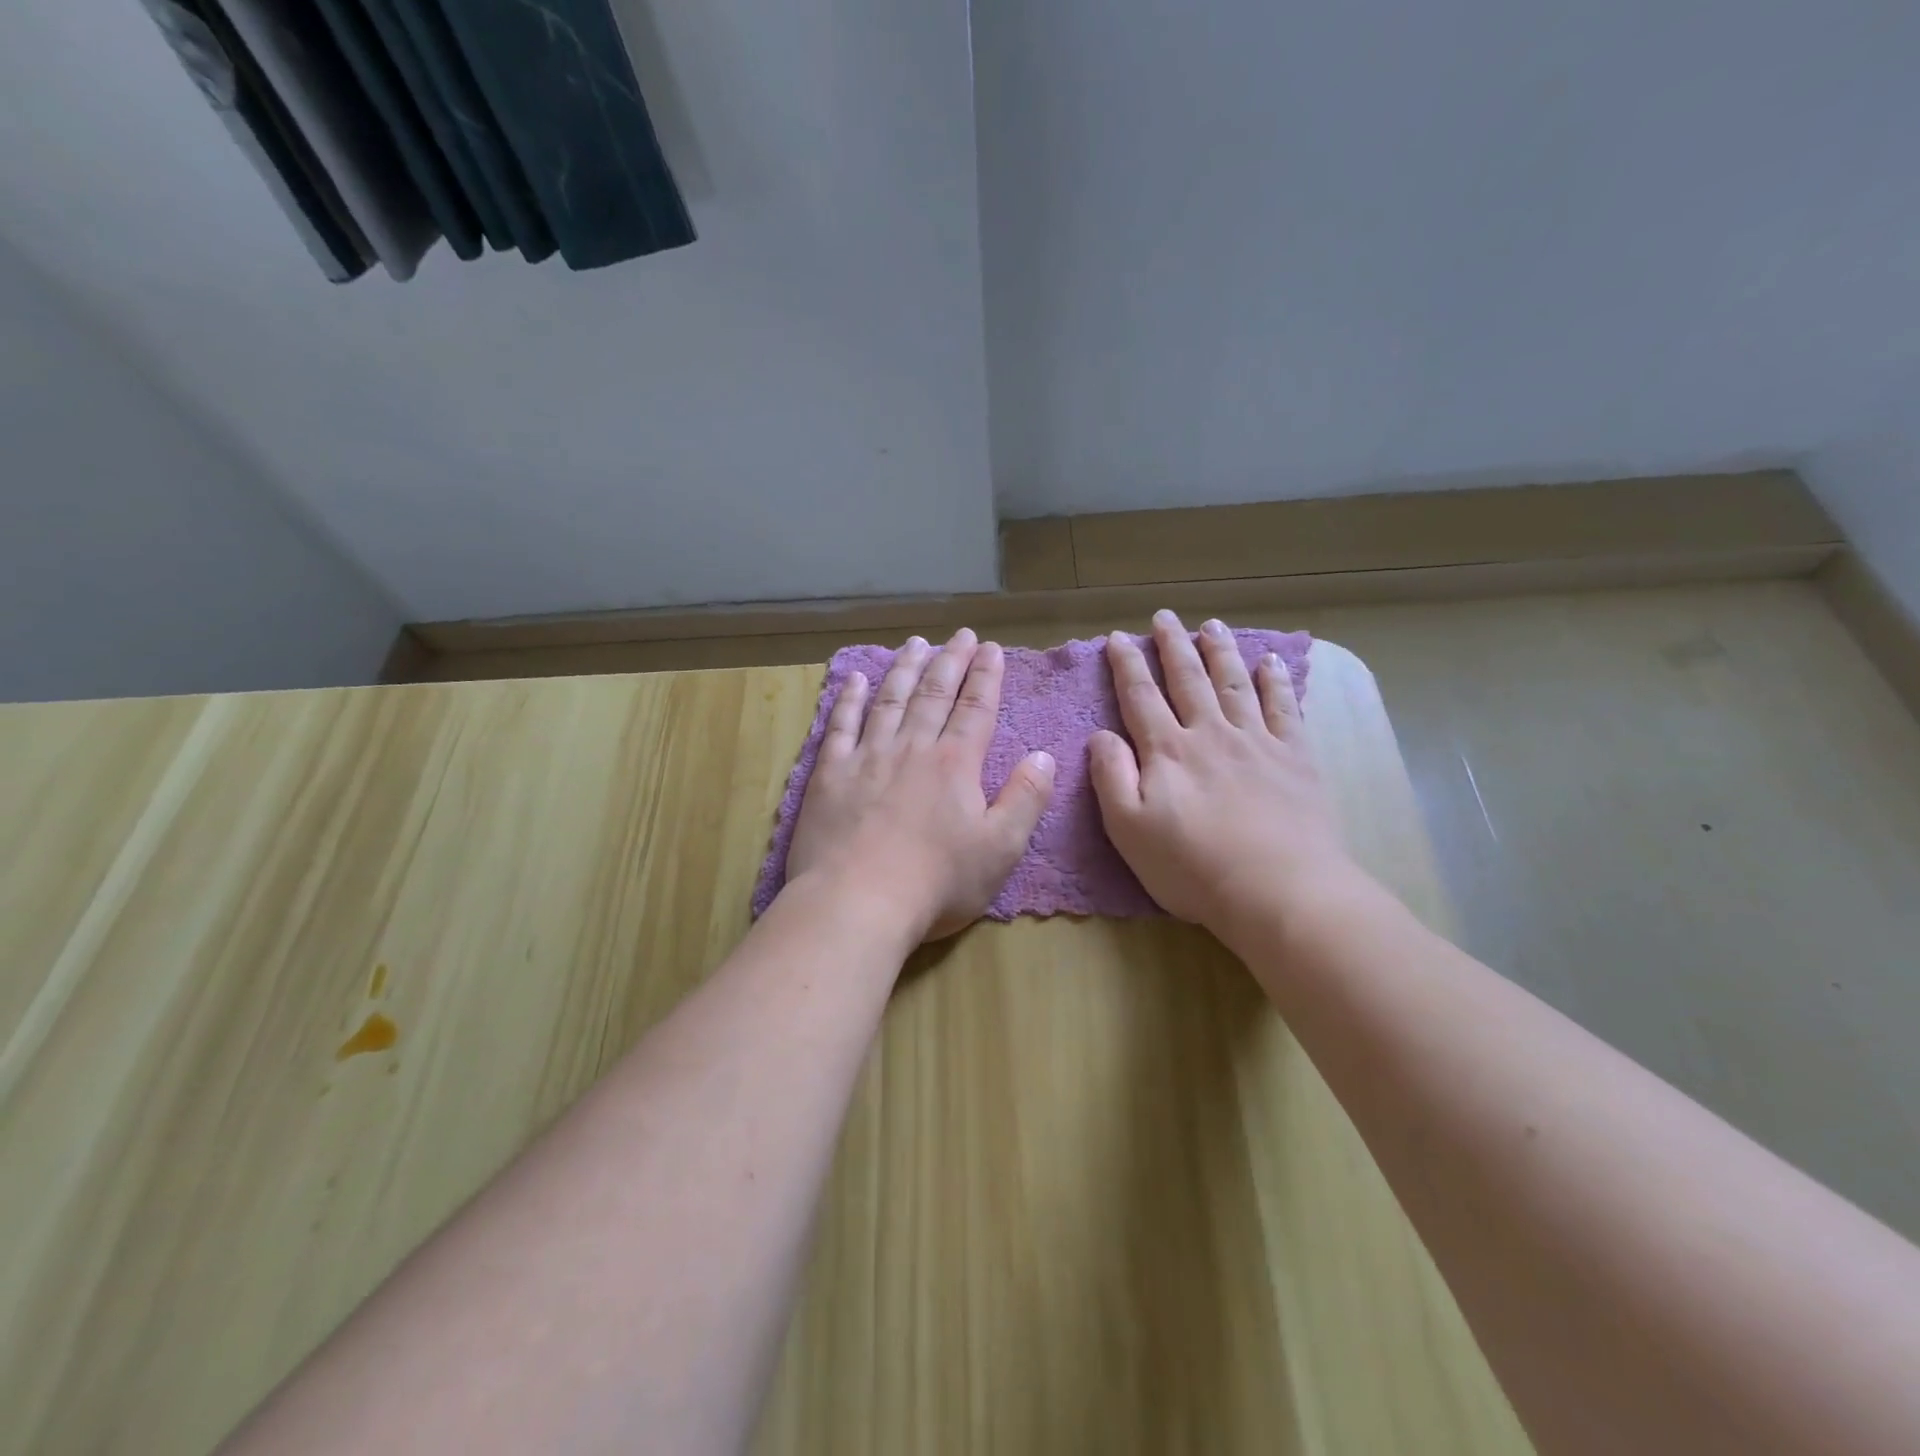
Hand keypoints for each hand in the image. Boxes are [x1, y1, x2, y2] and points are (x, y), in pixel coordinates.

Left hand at [787, 629, 1056, 941]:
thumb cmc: (937, 882)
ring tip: (915, 643)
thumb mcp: (1001, 848)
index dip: (987, 676)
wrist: (856, 902)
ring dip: (905, 669)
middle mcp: (912, 748)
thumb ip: (1026, 798)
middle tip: (960, 635)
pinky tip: (854, 679)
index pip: (977, 708)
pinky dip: (848, 699)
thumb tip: (1045, 756)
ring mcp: (867, 757)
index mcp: (955, 764)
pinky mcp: (830, 774)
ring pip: (890, 700)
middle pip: (934, 694)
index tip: (992, 648)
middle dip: (951, 661)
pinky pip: (840, 725)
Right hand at [1088, 610, 1360, 937]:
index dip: (1127, 665)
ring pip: (1234, 683)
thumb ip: (1111, 776)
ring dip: (1220, 651)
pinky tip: (1270, 662)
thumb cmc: (1193, 867)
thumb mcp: (1129, 830)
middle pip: (1188, 679)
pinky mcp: (1295, 757)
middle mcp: (1210, 734)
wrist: (1279, 891)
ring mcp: (1257, 741)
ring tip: (1211, 625)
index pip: (1141, 696)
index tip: (1118, 637)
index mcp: (1167, 751)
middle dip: (1173, 645)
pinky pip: (1284, 707)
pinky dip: (1276, 681)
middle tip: (1165, 617)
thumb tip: (1101, 734)